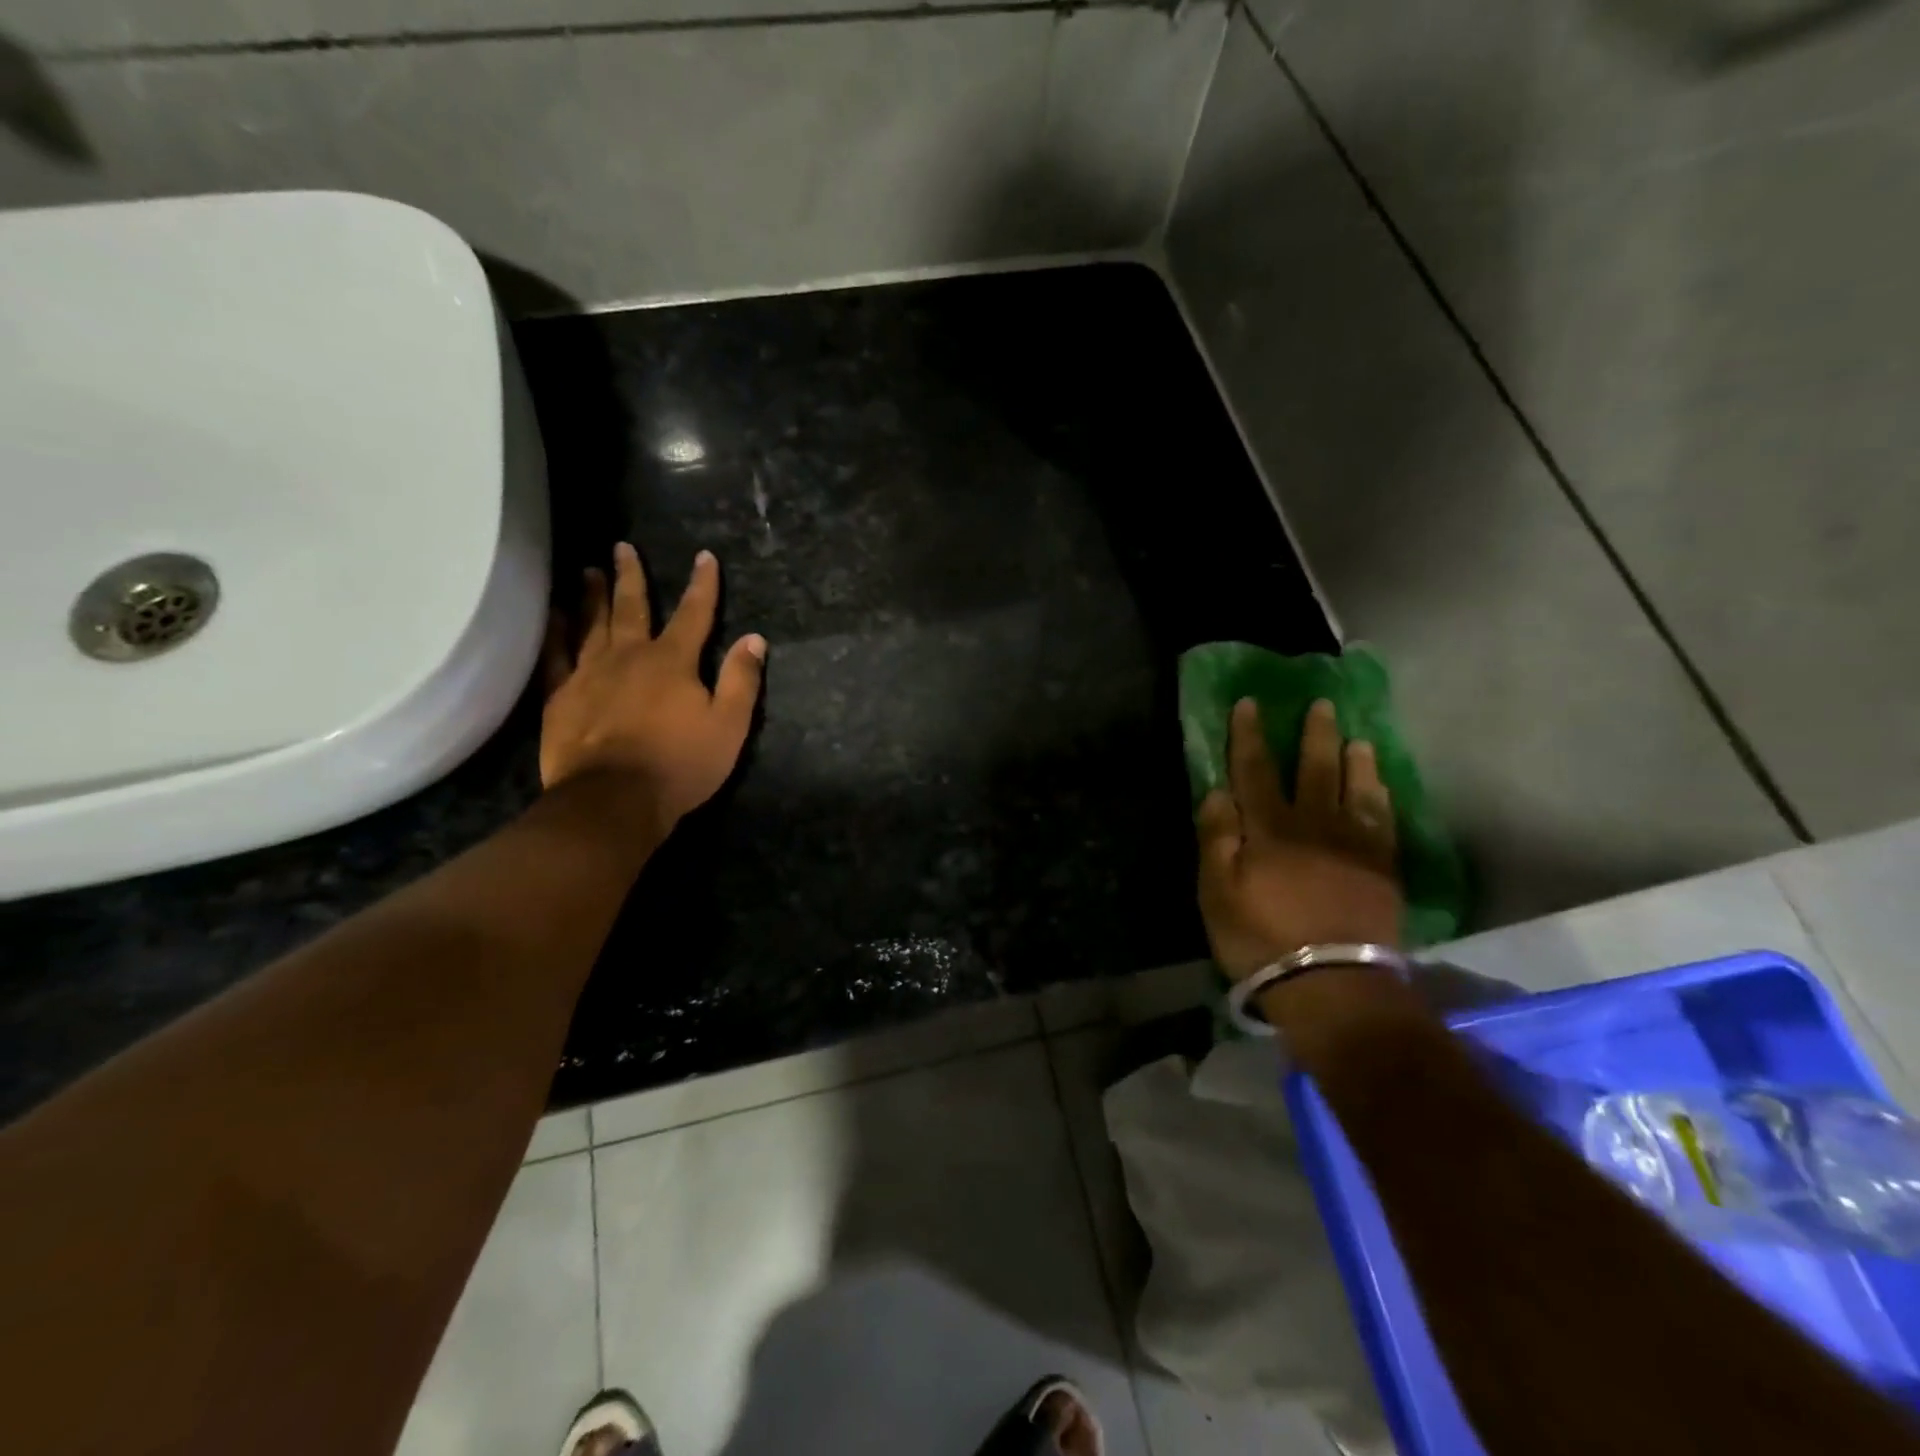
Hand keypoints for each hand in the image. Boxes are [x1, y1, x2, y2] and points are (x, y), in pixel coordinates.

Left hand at [539, 544, 765, 831]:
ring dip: (592, 596)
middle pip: (632, 607)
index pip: (694, 614)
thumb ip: (741, 680)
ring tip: (589, 570)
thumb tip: (754, 639)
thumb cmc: (680, 764)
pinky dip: (554, 631)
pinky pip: (555, 654)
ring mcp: (590, 673)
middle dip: (632, 576)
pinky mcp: (561, 696)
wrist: (614, 799)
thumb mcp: (728, 726)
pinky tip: (552, 615)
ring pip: (591, 624)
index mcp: (673, 661)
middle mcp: (629, 655)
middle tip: (622, 546)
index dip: (702, 585)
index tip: (704, 557)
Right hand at [1196, 698, 1403, 980]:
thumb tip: (1217, 791)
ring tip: (1357, 738)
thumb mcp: (1217, 892)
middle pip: (1313, 770)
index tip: (1250, 703)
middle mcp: (1314, 825)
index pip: (1254, 771)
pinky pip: (1384, 821)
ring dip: (1354, 760)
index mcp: (1269, 829)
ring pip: (1355, 789)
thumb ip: (1217, 838)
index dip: (1249, 736)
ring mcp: (1354, 845)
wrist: (1333, 984)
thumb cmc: (1261, 938)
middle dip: (1313, 735)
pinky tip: (1381, 786)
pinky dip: (1381, 798)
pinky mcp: (1382, 869)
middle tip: (1321, 704)